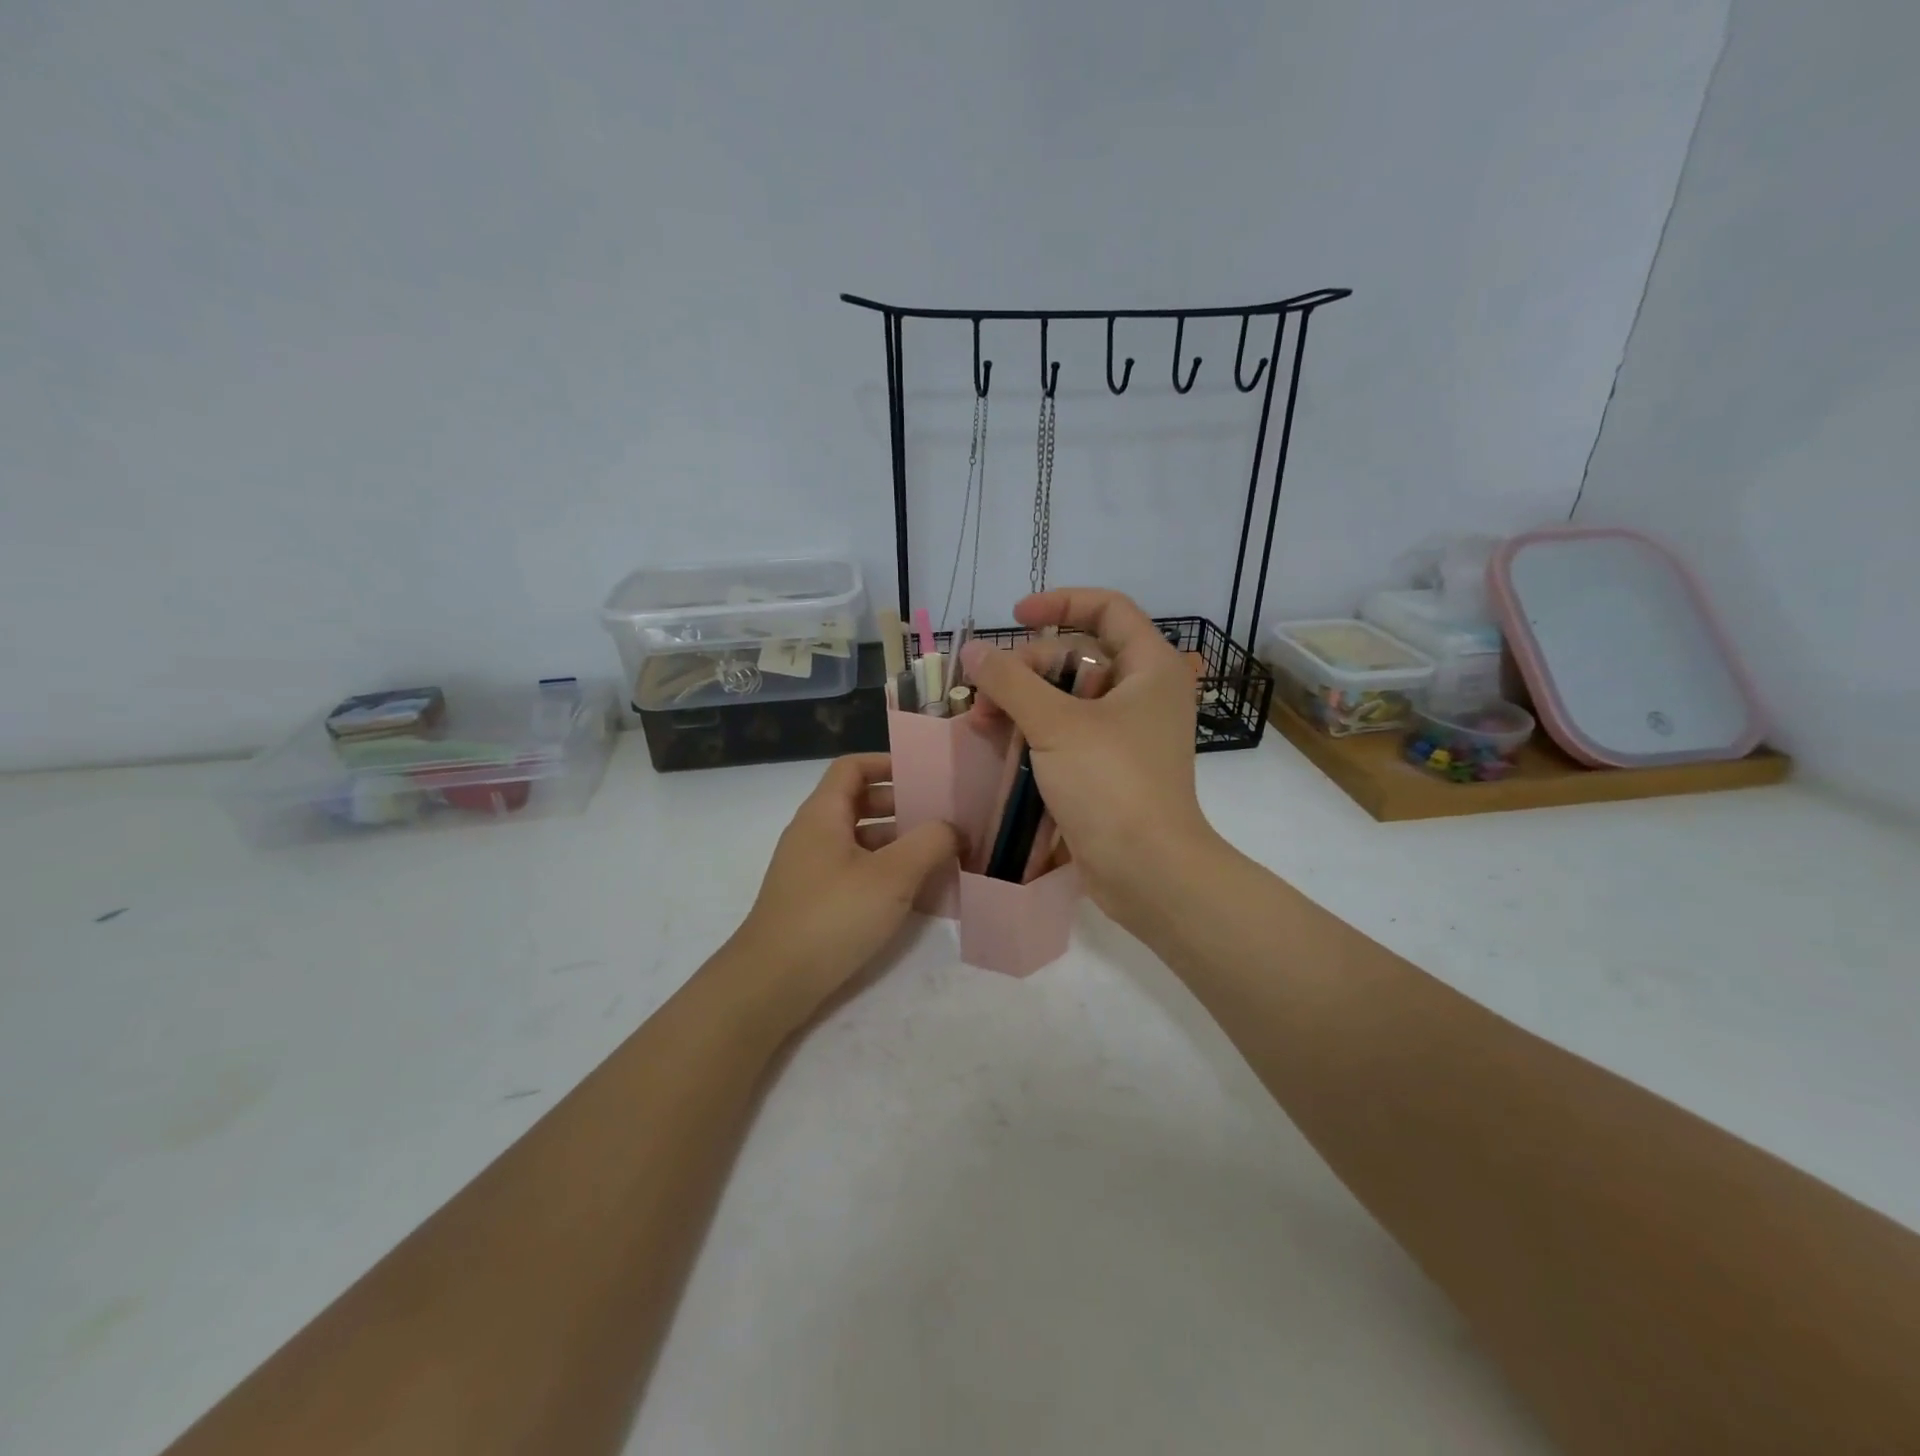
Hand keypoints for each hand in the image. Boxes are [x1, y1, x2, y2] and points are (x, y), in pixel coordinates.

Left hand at [724, 754, 957, 1031]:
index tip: (925, 775)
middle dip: (901, 806)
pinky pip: (854, 871)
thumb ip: (930, 843)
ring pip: (859, 840)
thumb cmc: (832, 916)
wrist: (772, 983)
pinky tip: (914, 894)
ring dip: (897, 843)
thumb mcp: (892, 876)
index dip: (887, 763)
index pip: (852, 767)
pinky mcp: (813, 901)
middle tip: (942, 818)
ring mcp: (810, 869)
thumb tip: (952, 828)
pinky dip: (884, 872)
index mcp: (823, 814)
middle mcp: (813, 834)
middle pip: (859, 802)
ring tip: (939, 856)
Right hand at [960, 589, 1221, 926]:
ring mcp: (1126, 734)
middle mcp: (1142, 694)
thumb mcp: (1056, 724)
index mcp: (1149, 667)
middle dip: (1026, 668)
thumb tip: (974, 650)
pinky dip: (1034, 733)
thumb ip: (1011, 681)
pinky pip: (1067, 733)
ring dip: (1022, 703)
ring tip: (980, 723)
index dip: (1061, 603)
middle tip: (985, 693)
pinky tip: (998, 745)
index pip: (1108, 609)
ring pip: (1066, 698)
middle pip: (1077, 656)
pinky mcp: (1109, 768)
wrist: (1148, 871)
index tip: (1015, 617)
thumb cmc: (1111, 783)